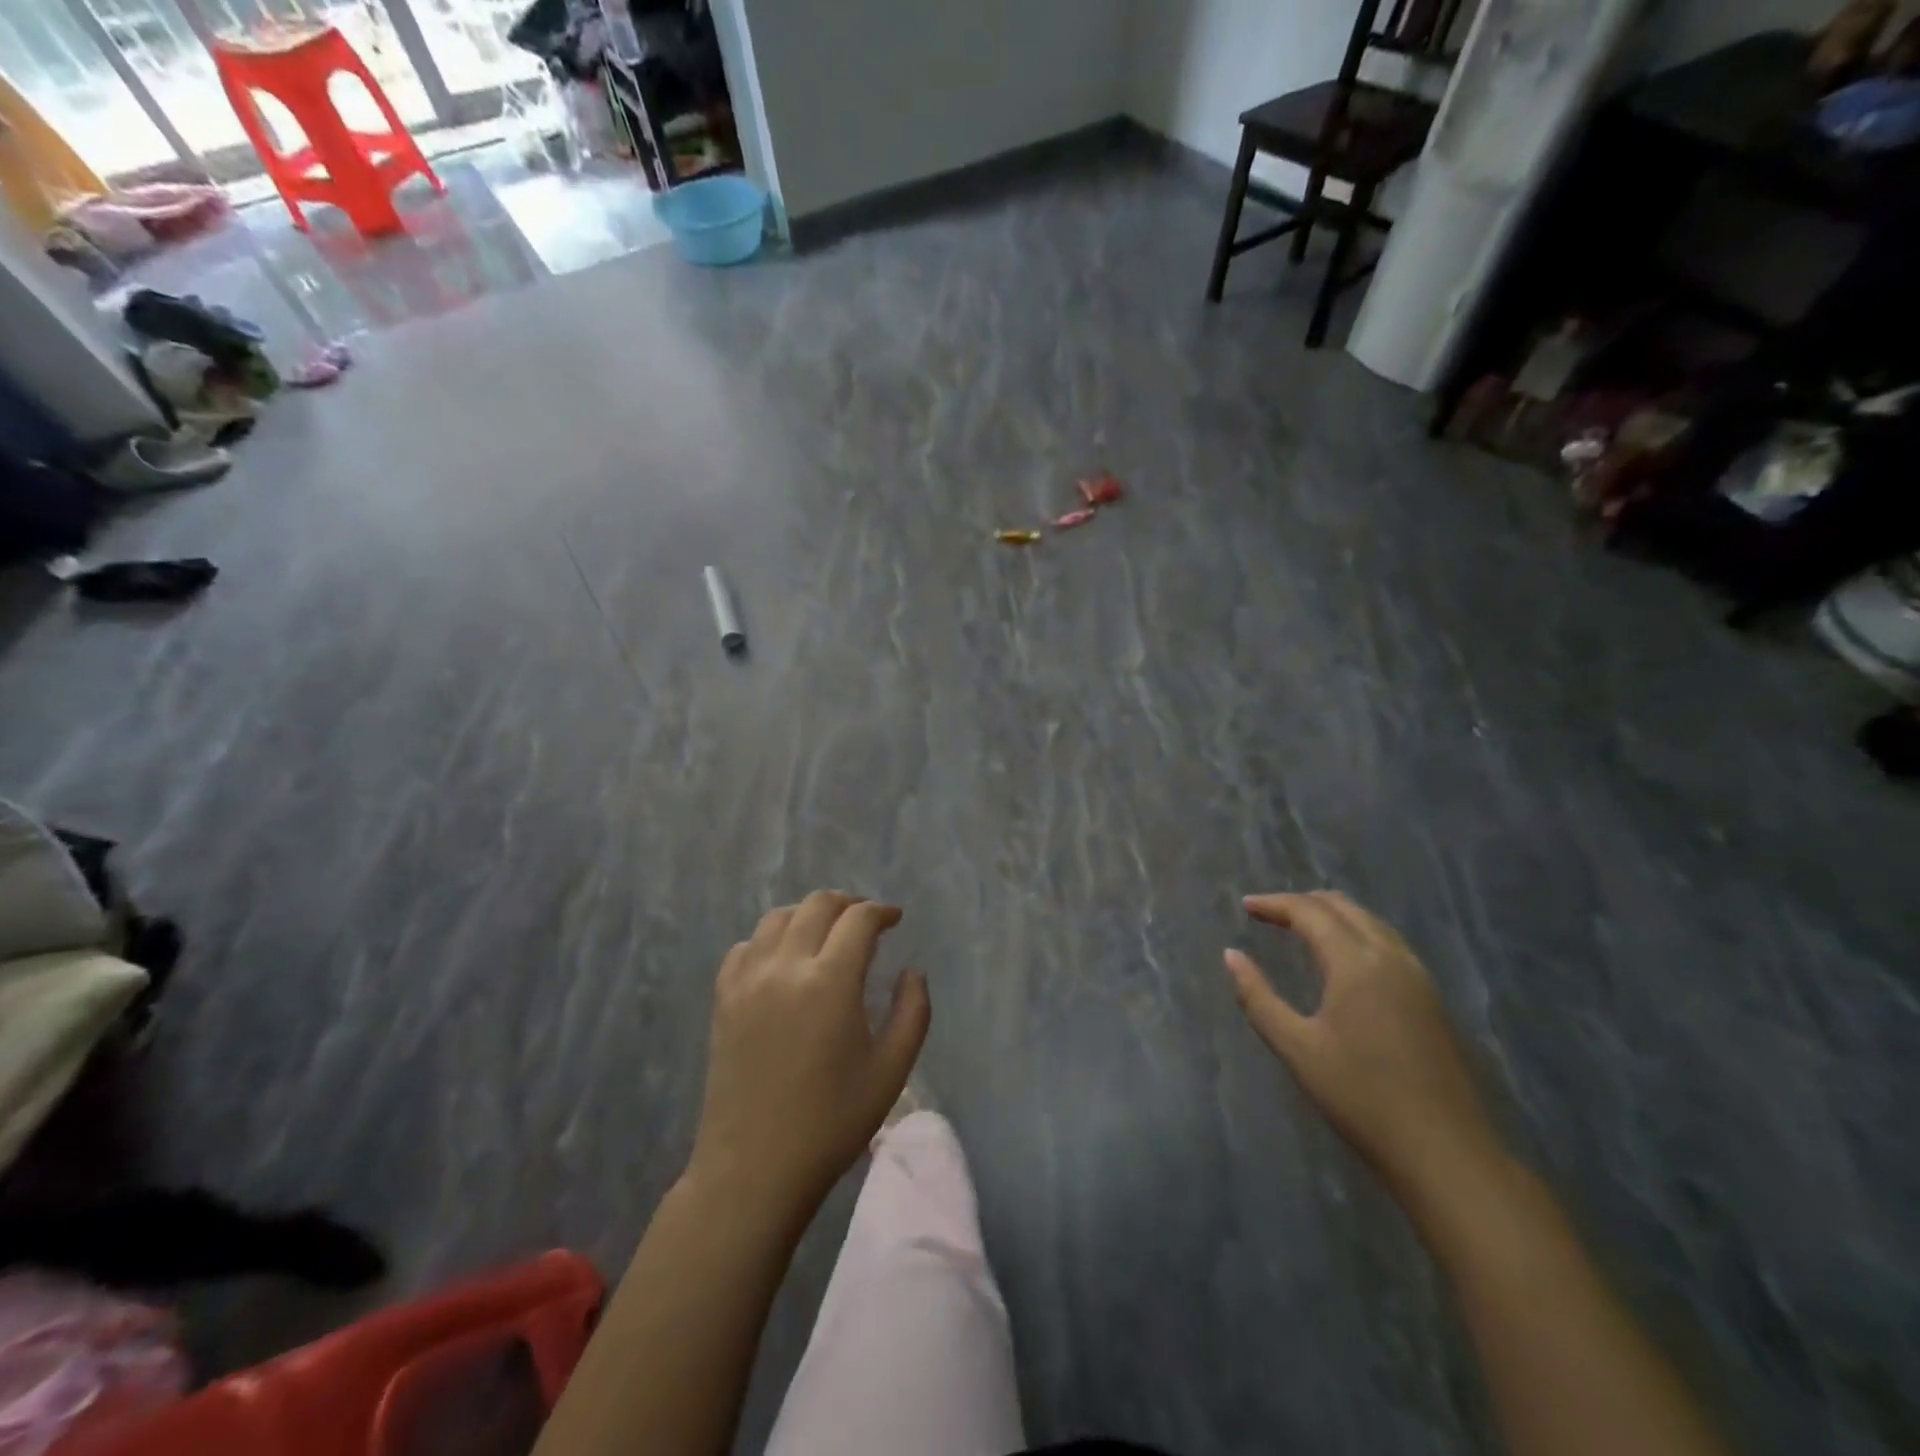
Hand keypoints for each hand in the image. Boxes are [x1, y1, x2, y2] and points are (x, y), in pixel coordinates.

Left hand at [690, 891, 929, 1219]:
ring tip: (826, 934)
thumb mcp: (891, 1071)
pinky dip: (770, 940)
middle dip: (848, 904)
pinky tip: (783, 960)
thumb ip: (913, 1012)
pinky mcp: (723, 998)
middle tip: (866, 921)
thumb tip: (912, 971)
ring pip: (778, 917)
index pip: (858, 920)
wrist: (754, 1169)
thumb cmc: (831, 1123)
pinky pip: (746, 947)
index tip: (895, 919)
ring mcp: (748, 980)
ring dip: (808, 914)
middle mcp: (786, 967)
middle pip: (817, 905)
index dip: (881, 912)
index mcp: (831, 981)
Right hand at [1225, 891, 1499, 1193]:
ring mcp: (1417, 977)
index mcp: (1356, 963)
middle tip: (1269, 913)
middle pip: (1344, 907)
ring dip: (1332, 915)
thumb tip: (1231, 956)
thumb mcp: (1296, 1048)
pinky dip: (1355, 934)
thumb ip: (1258, 997)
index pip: (1310, 912)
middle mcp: (1391, 957)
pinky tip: (1342, 959)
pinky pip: (1387, 943)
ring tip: (1300, 927)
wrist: (1445, 1152)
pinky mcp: (1430, 999)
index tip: (1246, 905)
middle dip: (1303, 903)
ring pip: (1370, 923)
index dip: (1275, 903)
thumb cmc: (1361, 1097)